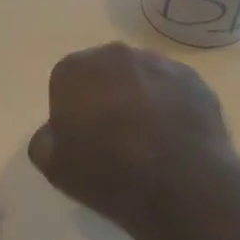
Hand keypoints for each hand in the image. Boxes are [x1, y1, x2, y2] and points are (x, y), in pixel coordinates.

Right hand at [28, 42, 232, 234]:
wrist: (180, 185)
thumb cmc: (108, 174)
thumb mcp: (53, 167)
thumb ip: (45, 139)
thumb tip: (57, 130)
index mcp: (75, 69)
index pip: (64, 83)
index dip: (71, 112)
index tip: (81, 138)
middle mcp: (116, 54)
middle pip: (104, 73)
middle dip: (105, 96)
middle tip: (113, 136)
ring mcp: (160, 63)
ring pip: (140, 77)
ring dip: (139, 97)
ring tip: (148, 138)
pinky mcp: (194, 79)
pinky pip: (172, 89)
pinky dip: (170, 105)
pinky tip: (173, 136)